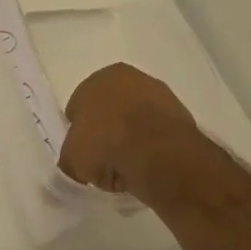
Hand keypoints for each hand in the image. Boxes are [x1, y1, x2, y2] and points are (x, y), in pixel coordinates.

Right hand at [59, 62, 201, 195]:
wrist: (157, 151)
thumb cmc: (104, 143)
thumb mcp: (71, 159)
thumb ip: (69, 161)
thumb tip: (76, 169)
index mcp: (99, 78)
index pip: (79, 107)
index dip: (79, 134)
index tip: (83, 156)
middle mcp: (130, 78)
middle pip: (109, 114)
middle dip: (106, 138)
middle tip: (104, 164)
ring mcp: (160, 95)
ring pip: (134, 125)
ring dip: (129, 145)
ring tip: (127, 171)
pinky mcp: (181, 116)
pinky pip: (156, 136)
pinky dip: (150, 150)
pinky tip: (146, 167)